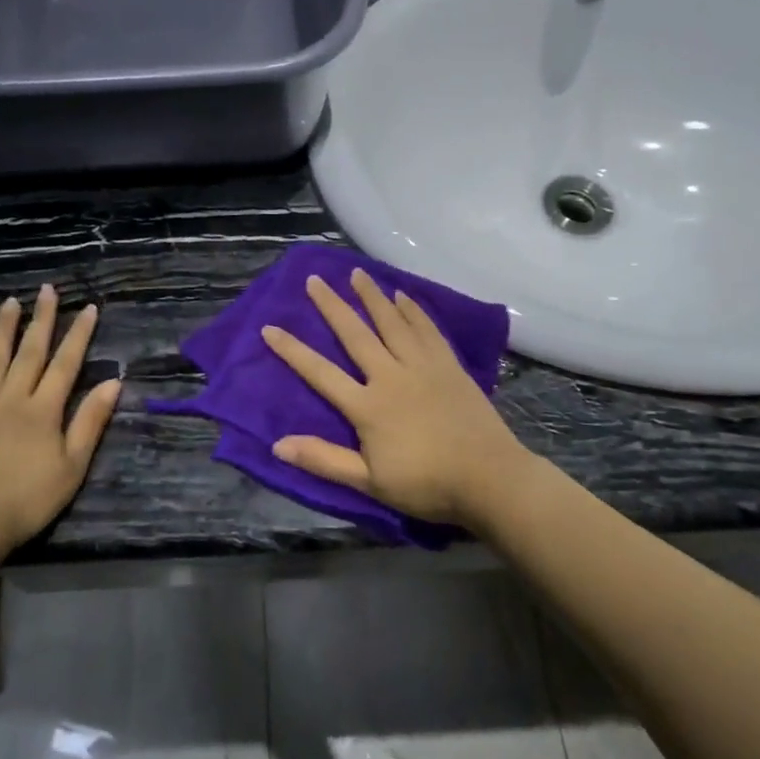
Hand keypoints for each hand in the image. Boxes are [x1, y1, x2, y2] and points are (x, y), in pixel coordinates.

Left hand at [0, 285, 121, 556]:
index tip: (88, 308)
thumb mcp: (73, 465)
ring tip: (9, 303)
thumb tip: (114, 382)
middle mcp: (11, 399)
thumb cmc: (29, 498)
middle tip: (46, 290)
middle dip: (41, 320)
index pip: (66, 364)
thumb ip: (91, 421)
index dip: (78, 335)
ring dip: (2, 330)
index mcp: (43, 409)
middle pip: (30, 353)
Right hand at [261, 269, 532, 530]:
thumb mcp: (368, 483)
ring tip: (356, 273)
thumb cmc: (426, 485)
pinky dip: (412, 311)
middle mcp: (391, 376)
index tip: (270, 327)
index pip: (320, 373)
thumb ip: (324, 460)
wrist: (490, 478)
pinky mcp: (448, 366)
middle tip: (315, 279)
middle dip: (332, 306)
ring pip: (392, 323)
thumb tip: (277, 445)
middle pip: (355, 335)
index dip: (292, 351)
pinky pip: (426, 330)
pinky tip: (403, 296)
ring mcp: (422, 367)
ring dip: (372, 297)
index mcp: (367, 406)